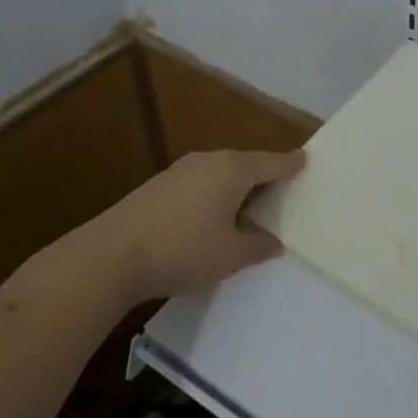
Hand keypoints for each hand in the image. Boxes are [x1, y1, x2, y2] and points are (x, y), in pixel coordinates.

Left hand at [91, 149, 304, 301]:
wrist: (109, 256)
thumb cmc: (182, 250)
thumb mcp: (230, 256)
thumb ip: (257, 247)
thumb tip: (273, 242)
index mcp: (233, 170)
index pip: (273, 162)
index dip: (292, 164)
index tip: (307, 161)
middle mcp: (209, 160)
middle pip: (246, 165)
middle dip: (264, 177)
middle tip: (282, 194)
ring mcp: (180, 170)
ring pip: (221, 174)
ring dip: (237, 189)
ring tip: (249, 210)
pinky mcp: (159, 186)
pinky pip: (200, 184)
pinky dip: (214, 196)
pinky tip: (212, 219)